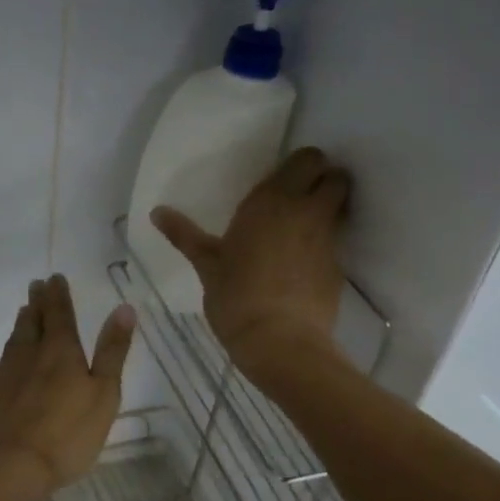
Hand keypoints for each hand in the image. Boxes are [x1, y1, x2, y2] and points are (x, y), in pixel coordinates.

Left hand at [0, 275, 135, 492]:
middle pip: (31, 321)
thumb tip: (124, 307)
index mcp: (60, 351)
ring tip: (24, 316)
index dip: (59, 294)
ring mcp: (1, 374)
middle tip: (36, 286)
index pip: (60, 313)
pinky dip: (1, 363)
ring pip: (12, 342)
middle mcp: (27, 354)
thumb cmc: (66, 435)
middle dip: (37, 303)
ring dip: (20, 326)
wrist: (5, 468)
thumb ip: (112, 352)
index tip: (55, 277)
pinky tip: (0, 369)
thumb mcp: (104, 395)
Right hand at [151, 147, 348, 376]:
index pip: (306, 158)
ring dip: (331, 208)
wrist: (279, 342)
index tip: (282, 181)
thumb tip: (157, 211)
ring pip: (342, 206)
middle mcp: (305, 211)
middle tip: (299, 198)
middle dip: (325, 180)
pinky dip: (327, 243)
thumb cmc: (235, 297)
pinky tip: (304, 263)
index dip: (301, 165)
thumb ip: (184, 234)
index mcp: (271, 201)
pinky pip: (338, 241)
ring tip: (304, 227)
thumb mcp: (205, 264)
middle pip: (336, 176)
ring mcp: (328, 239)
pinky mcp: (339, 266)